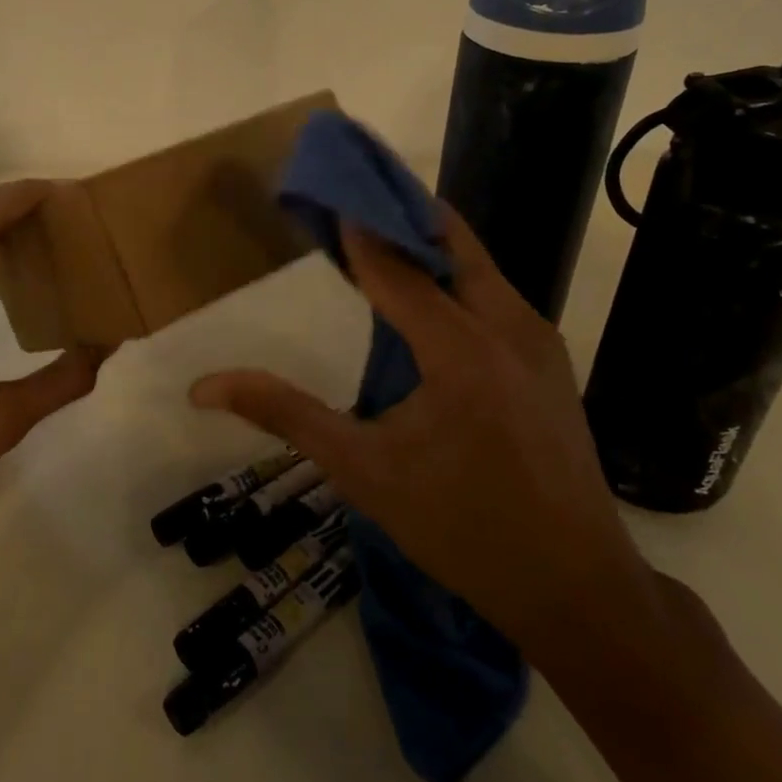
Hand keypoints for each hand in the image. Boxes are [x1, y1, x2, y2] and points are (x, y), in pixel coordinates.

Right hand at [189, 203, 659, 666]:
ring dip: (427, 245)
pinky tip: (421, 302)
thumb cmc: (461, 528)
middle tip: (347, 204)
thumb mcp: (363, 471)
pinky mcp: (550, 359)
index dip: (355, 227)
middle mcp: (509, 326)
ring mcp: (539, 340)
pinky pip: (494, 294)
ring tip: (372, 244)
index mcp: (461, 349)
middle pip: (450, 241)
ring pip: (477, 265)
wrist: (576, 587)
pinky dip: (452, 278)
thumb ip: (285, 415)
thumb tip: (205, 388)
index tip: (322, 194)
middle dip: (397, 216)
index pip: (395, 264)